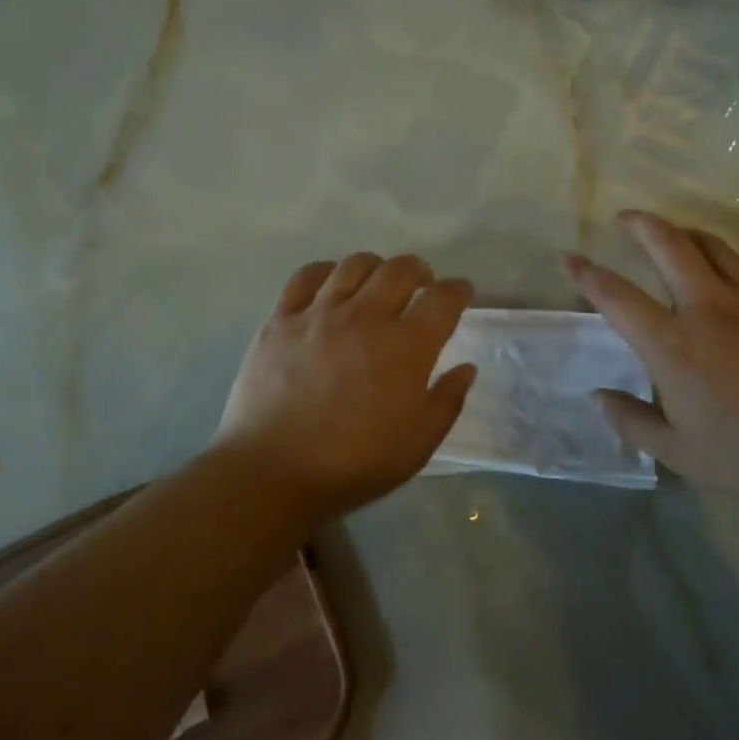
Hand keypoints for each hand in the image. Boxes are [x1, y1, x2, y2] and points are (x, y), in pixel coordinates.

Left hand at [215, 252, 477, 518]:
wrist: (273, 473)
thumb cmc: (354, 464)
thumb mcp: (419, 443)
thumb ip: (448, 401)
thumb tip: (465, 367)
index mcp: (406, 347)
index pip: (443, 299)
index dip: (458, 291)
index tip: (460, 294)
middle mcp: (365, 317)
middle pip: (400, 269)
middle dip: (420, 270)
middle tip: (422, 285)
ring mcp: (319, 314)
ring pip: (355, 265)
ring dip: (376, 267)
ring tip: (378, 282)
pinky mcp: (281, 319)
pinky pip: (306, 276)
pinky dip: (326, 271)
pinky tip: (331, 284)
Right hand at [565, 211, 738, 503]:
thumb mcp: (680, 455)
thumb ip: (632, 422)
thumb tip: (598, 397)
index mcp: (672, 345)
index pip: (616, 296)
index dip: (586, 274)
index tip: (569, 258)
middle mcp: (707, 309)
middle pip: (667, 244)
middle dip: (640, 223)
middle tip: (624, 218)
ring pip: (711, 245)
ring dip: (684, 232)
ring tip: (672, 235)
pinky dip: (729, 259)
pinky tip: (727, 270)